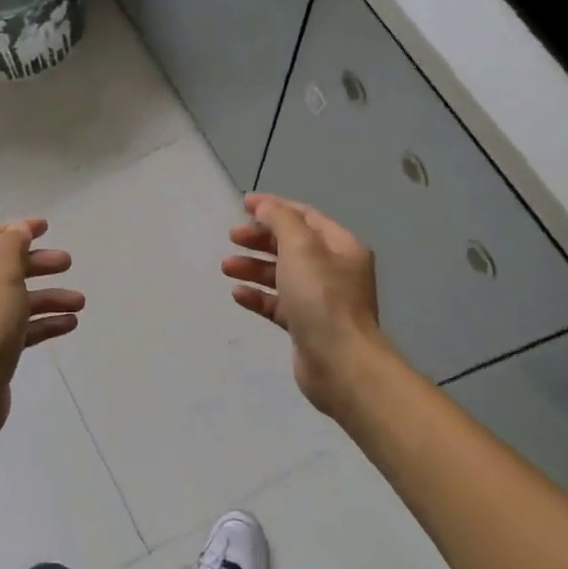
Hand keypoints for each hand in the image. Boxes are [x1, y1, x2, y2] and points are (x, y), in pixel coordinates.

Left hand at [0, 219, 83, 447]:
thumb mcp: (1, 278)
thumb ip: (11, 248)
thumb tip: (18, 229)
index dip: (17, 230)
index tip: (47, 227)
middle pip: (5, 270)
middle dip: (38, 264)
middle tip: (68, 263)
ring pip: (17, 301)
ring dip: (48, 297)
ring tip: (79, 302)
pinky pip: (21, 329)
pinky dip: (44, 324)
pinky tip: (70, 324)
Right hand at [223, 193, 387, 416]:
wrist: (340, 363)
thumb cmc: (321, 298)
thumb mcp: (300, 248)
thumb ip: (281, 221)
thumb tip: (265, 206)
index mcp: (341, 246)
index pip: (305, 216)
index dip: (274, 207)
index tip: (243, 205)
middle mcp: (334, 270)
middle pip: (292, 245)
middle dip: (261, 239)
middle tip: (232, 237)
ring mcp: (320, 300)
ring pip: (282, 275)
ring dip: (254, 268)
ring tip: (227, 267)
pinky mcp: (306, 326)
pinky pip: (278, 304)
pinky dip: (259, 296)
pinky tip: (238, 294)